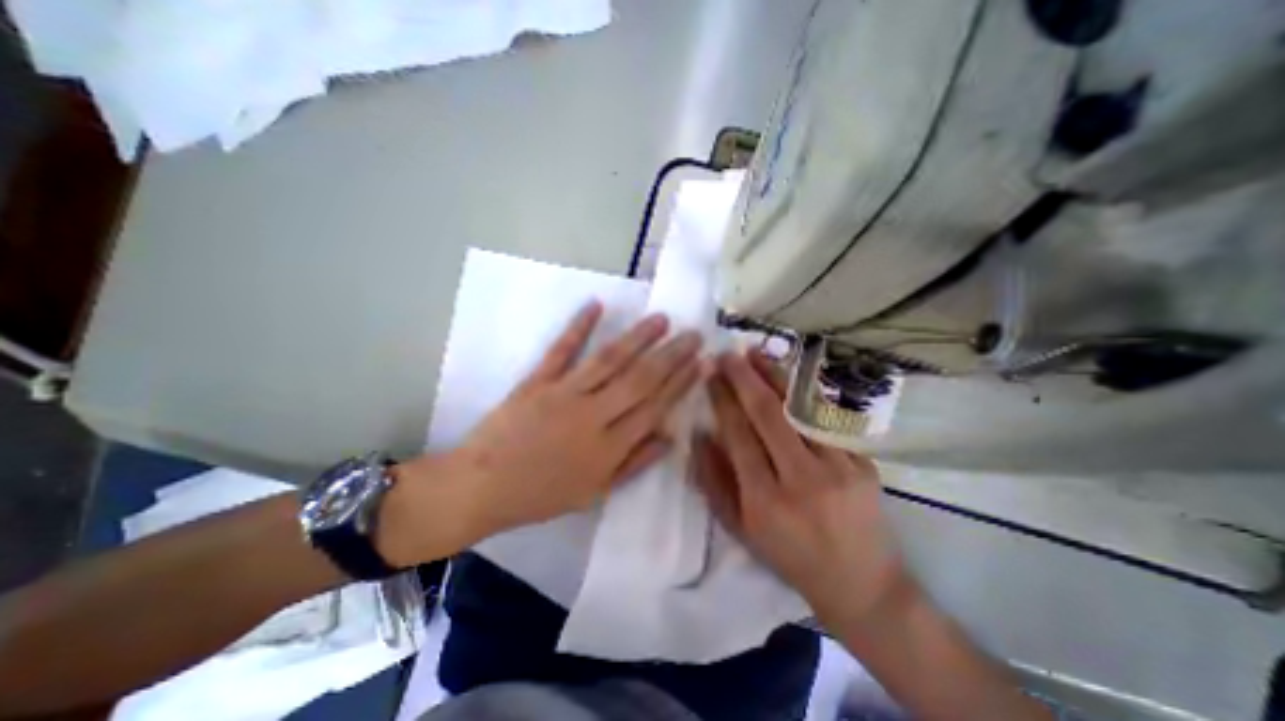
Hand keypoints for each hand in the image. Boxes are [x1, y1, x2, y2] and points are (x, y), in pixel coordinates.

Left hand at [380, 298, 701, 562]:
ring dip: (637, 338)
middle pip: (639, 380)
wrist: (481, 487)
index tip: (701, 364)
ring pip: (609, 361)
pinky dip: (577, 327)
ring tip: (661, 319)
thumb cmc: (542, 494)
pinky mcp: (537, 381)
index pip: (654, 408)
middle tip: (694, 334)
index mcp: (608, 448)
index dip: (680, 384)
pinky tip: (595, 305)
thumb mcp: (595, 492)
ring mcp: (563, 394)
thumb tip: (670, 436)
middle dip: (671, 356)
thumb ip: (635, 464)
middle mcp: (592, 416)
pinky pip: (560, 351)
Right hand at [699, 349, 906, 619]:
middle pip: (768, 414)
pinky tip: (790, 376)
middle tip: (728, 354)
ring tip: (755, 353)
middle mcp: (802, 479)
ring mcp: (839, 468)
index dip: (722, 400)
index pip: (738, 435)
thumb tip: (701, 435)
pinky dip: (804, 393)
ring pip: (800, 409)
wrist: (861, 583)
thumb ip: (715, 481)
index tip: (711, 375)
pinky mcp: (864, 463)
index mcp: (765, 500)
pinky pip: (826, 419)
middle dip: (744, 378)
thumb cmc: (790, 556)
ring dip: (775, 375)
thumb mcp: (740, 529)